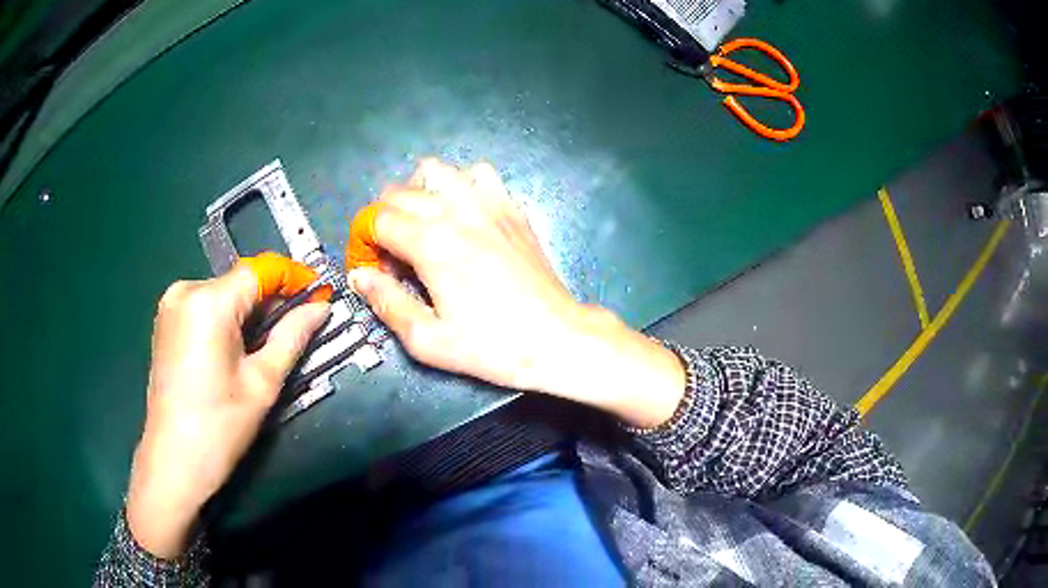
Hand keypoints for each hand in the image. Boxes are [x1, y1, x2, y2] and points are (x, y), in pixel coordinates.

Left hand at [126, 255, 330, 558]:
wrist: (173, 461)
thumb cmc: (220, 426)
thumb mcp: (262, 383)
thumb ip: (292, 337)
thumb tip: (321, 308)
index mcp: (209, 302)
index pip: (260, 270)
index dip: (293, 276)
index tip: (319, 293)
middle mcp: (186, 290)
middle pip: (240, 282)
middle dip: (271, 300)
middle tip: (298, 326)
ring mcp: (171, 304)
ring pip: (223, 294)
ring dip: (249, 312)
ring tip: (267, 344)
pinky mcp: (166, 321)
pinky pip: (205, 306)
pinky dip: (227, 319)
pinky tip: (237, 347)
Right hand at [348, 159, 684, 427]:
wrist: (556, 338)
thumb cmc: (492, 346)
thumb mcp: (429, 340)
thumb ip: (387, 303)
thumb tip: (359, 277)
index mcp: (432, 244)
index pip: (377, 220)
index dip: (365, 241)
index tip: (373, 266)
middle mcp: (457, 212)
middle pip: (400, 193)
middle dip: (384, 220)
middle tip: (395, 256)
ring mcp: (489, 204)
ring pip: (437, 171)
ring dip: (418, 192)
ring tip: (423, 225)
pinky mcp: (512, 208)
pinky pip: (478, 174)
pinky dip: (460, 185)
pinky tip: (462, 213)